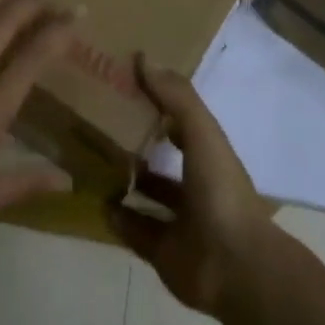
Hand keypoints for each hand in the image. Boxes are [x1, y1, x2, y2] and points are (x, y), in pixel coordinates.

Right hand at [108, 59, 272, 315]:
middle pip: (164, 158)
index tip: (126, 87)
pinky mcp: (164, 251)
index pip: (183, 121)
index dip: (161, 104)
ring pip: (149, 195)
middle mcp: (196, 185)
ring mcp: (181, 220)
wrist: (233, 266)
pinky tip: (97, 201)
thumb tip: (143, 58)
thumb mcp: (202, 133)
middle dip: (138, 143)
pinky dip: (118, 218)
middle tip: (98, 124)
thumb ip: (176, 97)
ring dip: (127, 180)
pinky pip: (136, 231)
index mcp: (210, 155)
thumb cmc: (220, 191)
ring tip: (91, 160)